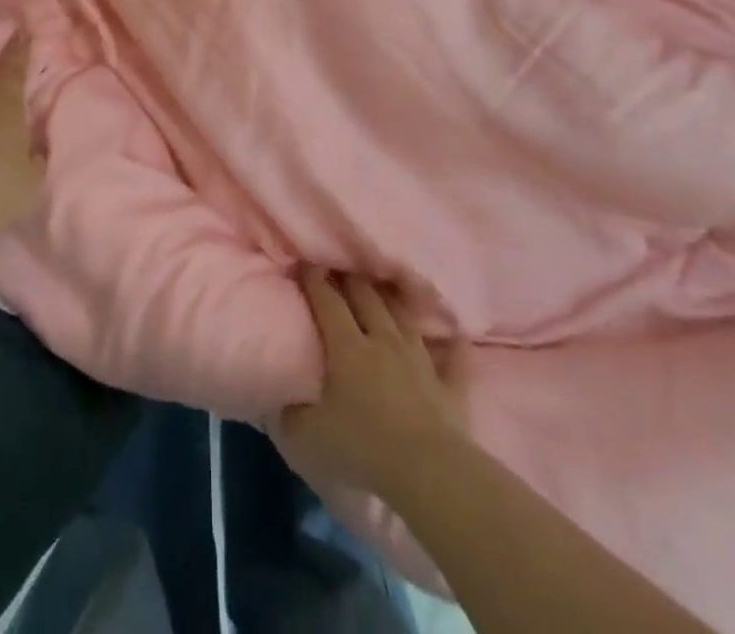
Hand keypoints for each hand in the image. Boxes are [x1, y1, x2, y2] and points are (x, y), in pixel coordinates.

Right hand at [277, 271, 467, 502]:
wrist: (428, 471)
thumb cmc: (363, 447)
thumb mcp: (308, 438)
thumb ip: (290, 415)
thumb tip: (280, 403)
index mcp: (347, 347)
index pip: (327, 301)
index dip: (315, 280)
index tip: (305, 264)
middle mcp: (383, 340)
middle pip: (366, 297)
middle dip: (351, 279)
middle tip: (341, 269)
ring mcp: (419, 359)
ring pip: (404, 316)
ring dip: (392, 299)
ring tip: (384, 288)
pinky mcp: (449, 384)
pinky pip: (453, 357)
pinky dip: (451, 344)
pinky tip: (454, 334)